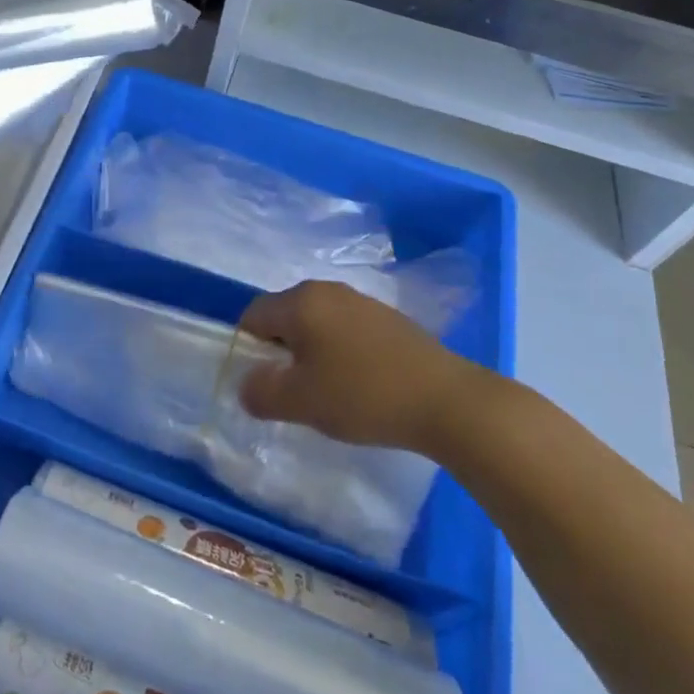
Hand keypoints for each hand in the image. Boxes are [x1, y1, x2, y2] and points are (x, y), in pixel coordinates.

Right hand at [237, 281, 467, 450]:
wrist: (447, 401)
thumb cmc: (363, 395)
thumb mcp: (301, 403)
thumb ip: (261, 392)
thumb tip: (246, 385)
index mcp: (301, 301)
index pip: (253, 315)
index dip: (248, 349)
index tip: (263, 384)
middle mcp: (328, 290)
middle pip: (285, 316)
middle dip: (280, 352)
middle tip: (292, 391)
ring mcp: (362, 301)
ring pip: (317, 324)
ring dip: (311, 353)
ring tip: (327, 392)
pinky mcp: (388, 319)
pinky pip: (346, 330)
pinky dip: (340, 353)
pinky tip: (359, 385)